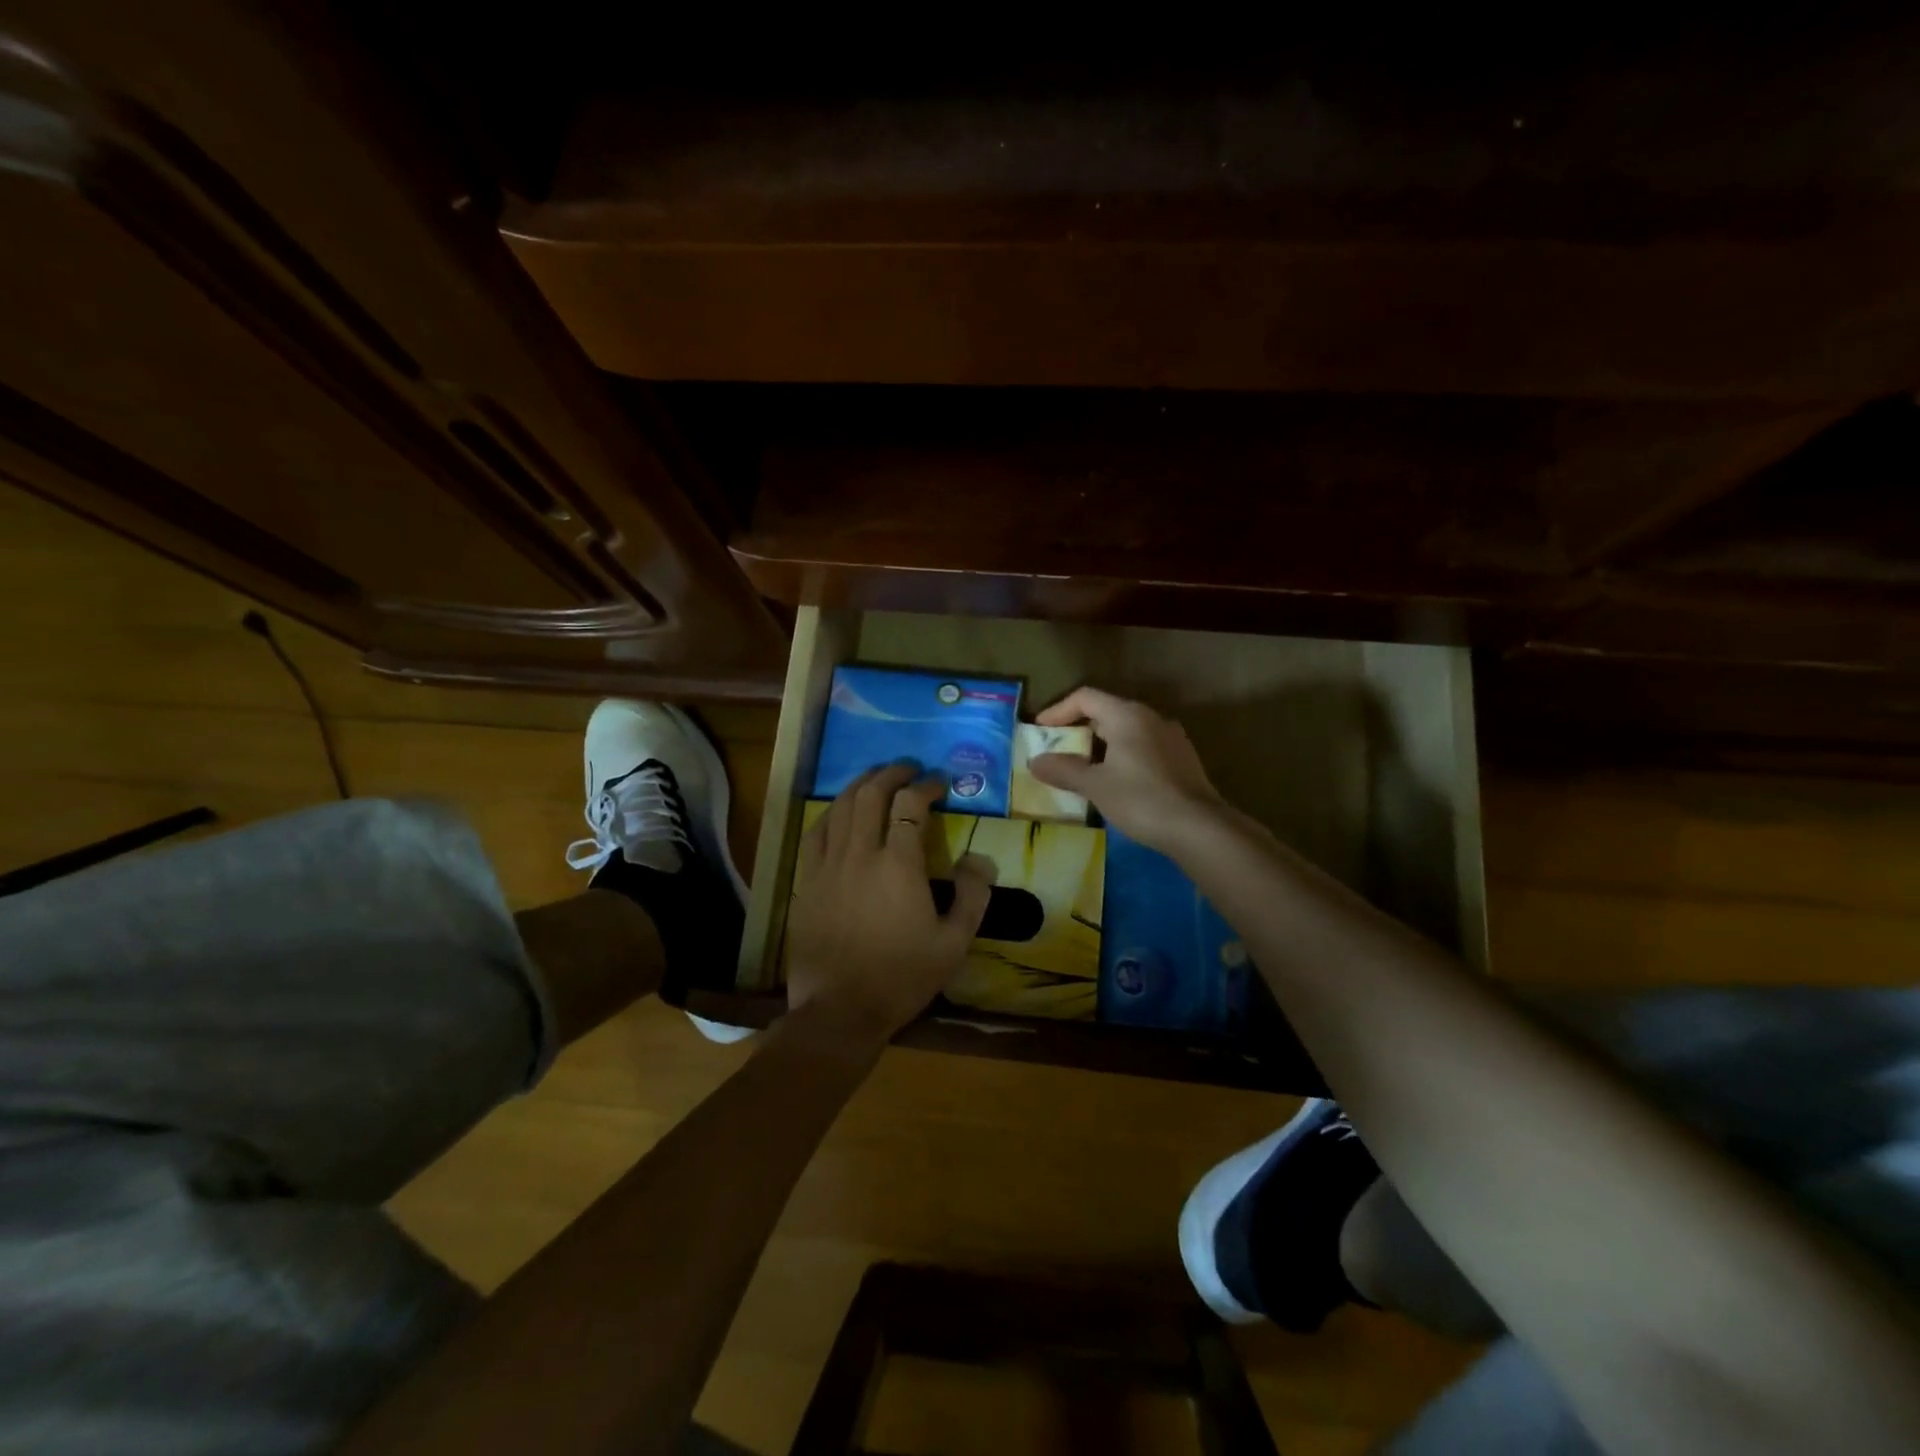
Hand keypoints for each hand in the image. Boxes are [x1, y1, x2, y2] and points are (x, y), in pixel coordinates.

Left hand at [785, 762, 992, 1046]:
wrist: (840, 1010)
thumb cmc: (902, 977)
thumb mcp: (953, 944)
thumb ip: (972, 896)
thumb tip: (980, 859)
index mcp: (898, 865)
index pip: (911, 805)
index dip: (926, 786)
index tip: (939, 784)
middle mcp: (860, 854)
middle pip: (871, 794)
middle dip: (891, 774)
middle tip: (908, 769)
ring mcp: (827, 866)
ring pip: (839, 807)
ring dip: (860, 785)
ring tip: (876, 779)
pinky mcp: (806, 881)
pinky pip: (815, 833)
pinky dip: (831, 813)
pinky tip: (839, 812)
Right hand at [1028, 687, 1228, 854]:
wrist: (1199, 828)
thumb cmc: (1141, 799)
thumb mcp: (1095, 785)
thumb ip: (1063, 770)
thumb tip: (1035, 761)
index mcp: (1127, 715)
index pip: (1085, 697)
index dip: (1058, 710)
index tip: (1040, 730)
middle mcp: (1151, 717)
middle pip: (1106, 712)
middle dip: (1078, 729)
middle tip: (1058, 751)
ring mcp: (1171, 737)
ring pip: (1126, 731)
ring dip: (1101, 745)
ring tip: (1083, 769)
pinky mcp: (1182, 759)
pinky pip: (1143, 747)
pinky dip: (1122, 756)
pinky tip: (1116, 782)